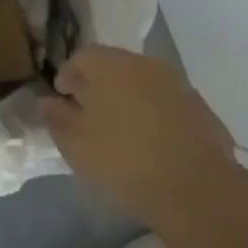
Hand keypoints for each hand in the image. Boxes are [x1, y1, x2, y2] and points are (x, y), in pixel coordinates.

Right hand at [40, 47, 235, 234]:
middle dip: (98, 85)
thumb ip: (57, 118)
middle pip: (113, 66)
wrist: (197, 190)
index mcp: (110, 65)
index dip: (67, 76)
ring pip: (142, 83)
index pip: (81, 56)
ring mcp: (177, 84)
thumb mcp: (76, 145)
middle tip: (88, 115)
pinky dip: (153, 114)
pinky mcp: (200, 108)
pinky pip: (166, 102)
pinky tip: (151, 143)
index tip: (62, 100)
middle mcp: (144, 64)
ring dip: (127, 99)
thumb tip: (46, 101)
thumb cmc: (124, 161)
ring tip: (120, 132)